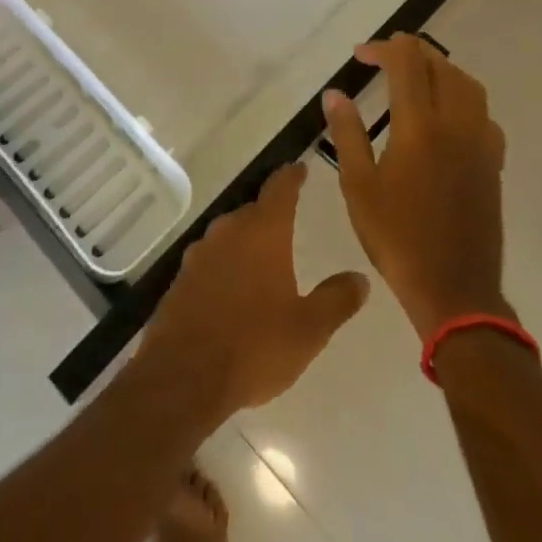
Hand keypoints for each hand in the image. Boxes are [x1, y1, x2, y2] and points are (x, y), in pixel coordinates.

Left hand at [137, 163, 367, 420]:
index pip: (280, 189)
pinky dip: (226, 264)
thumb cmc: (255, 346)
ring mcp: (200, 252)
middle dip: (270, 214)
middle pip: (253, 210)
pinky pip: (211, 258)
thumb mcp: (309, 328)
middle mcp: (228, 231)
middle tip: (289, 222)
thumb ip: (336, 300)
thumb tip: (360, 278)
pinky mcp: (181, 276)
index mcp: (262, 233)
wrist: (185, 373)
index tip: (300, 168)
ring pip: (229, 234)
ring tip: (264, 258)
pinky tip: (234, 287)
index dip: (292, 177)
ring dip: (247, 240)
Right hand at [323, 36, 509, 341]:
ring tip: (412, 77)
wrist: (455, 290)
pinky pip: (482, 112)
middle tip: (380, 59)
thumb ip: (347, 133)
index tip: (359, 55)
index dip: (383, 48)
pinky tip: (442, 116)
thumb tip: (335, 93)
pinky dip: (460, 97)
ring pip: (467, 84)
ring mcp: (481, 143)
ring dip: (439, 69)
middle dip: (409, 52)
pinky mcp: (493, 163)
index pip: (409, 62)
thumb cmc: (397, 238)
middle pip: (441, 65)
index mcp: (420, 127)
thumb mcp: (357, 186)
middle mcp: (456, 125)